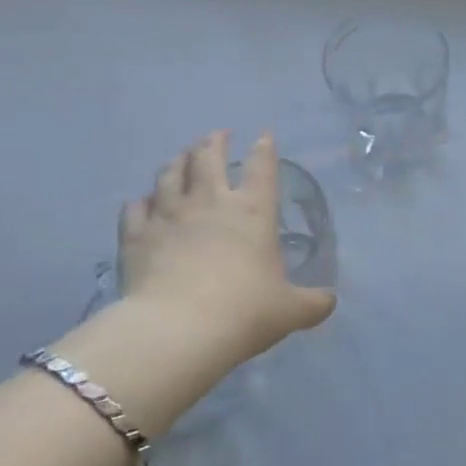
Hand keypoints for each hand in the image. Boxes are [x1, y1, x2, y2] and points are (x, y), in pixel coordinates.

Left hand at [60, 132, 335, 430]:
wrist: (178, 329)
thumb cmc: (244, 312)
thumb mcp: (290, 311)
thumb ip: (313, 303)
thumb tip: (330, 301)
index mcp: (253, 212)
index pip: (261, 167)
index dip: (264, 148)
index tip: (264, 135)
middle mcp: (210, 202)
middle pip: (209, 157)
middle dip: (214, 142)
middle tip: (217, 136)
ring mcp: (169, 215)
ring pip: (170, 174)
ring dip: (177, 162)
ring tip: (181, 157)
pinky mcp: (137, 235)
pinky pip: (135, 208)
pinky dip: (141, 201)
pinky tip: (142, 201)